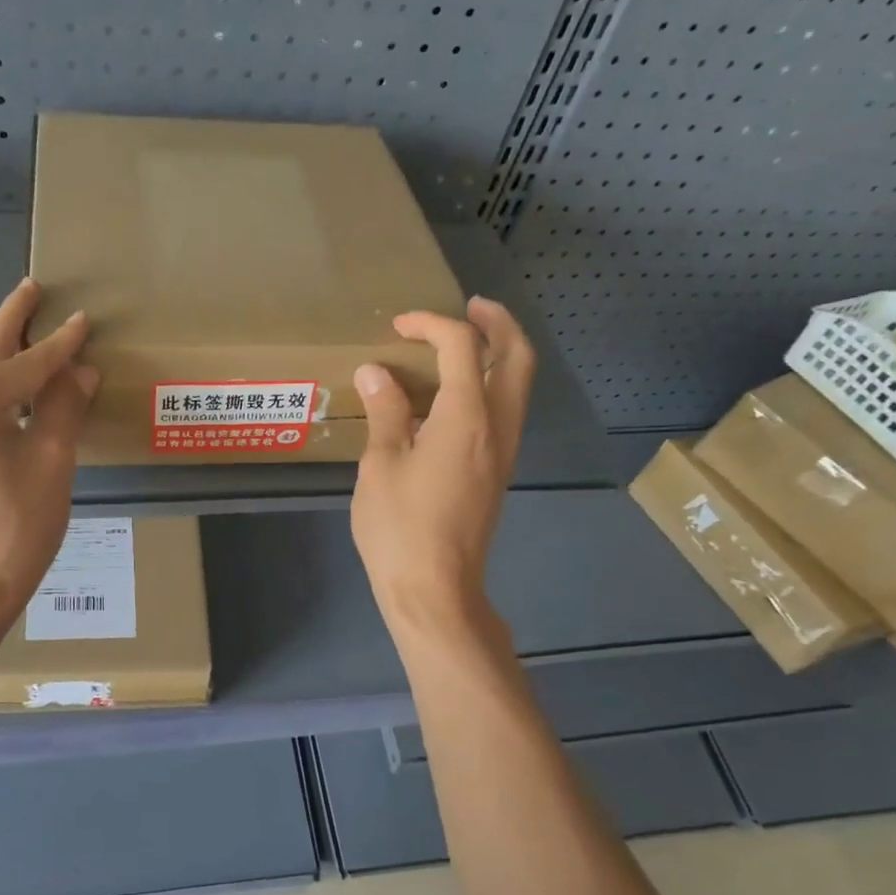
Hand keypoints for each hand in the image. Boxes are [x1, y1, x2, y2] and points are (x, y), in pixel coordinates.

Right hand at [350, 297, 534, 637]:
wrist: (435, 588)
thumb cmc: (400, 527)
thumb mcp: (381, 464)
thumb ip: (385, 412)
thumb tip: (377, 372)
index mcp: (467, 417)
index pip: (462, 347)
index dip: (431, 325)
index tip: (398, 326)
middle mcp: (498, 427)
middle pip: (517, 357)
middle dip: (498, 323)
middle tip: (471, 307)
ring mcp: (503, 452)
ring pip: (518, 386)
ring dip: (500, 354)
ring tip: (466, 343)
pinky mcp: (497, 472)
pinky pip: (505, 412)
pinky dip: (490, 386)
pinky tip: (454, 397)